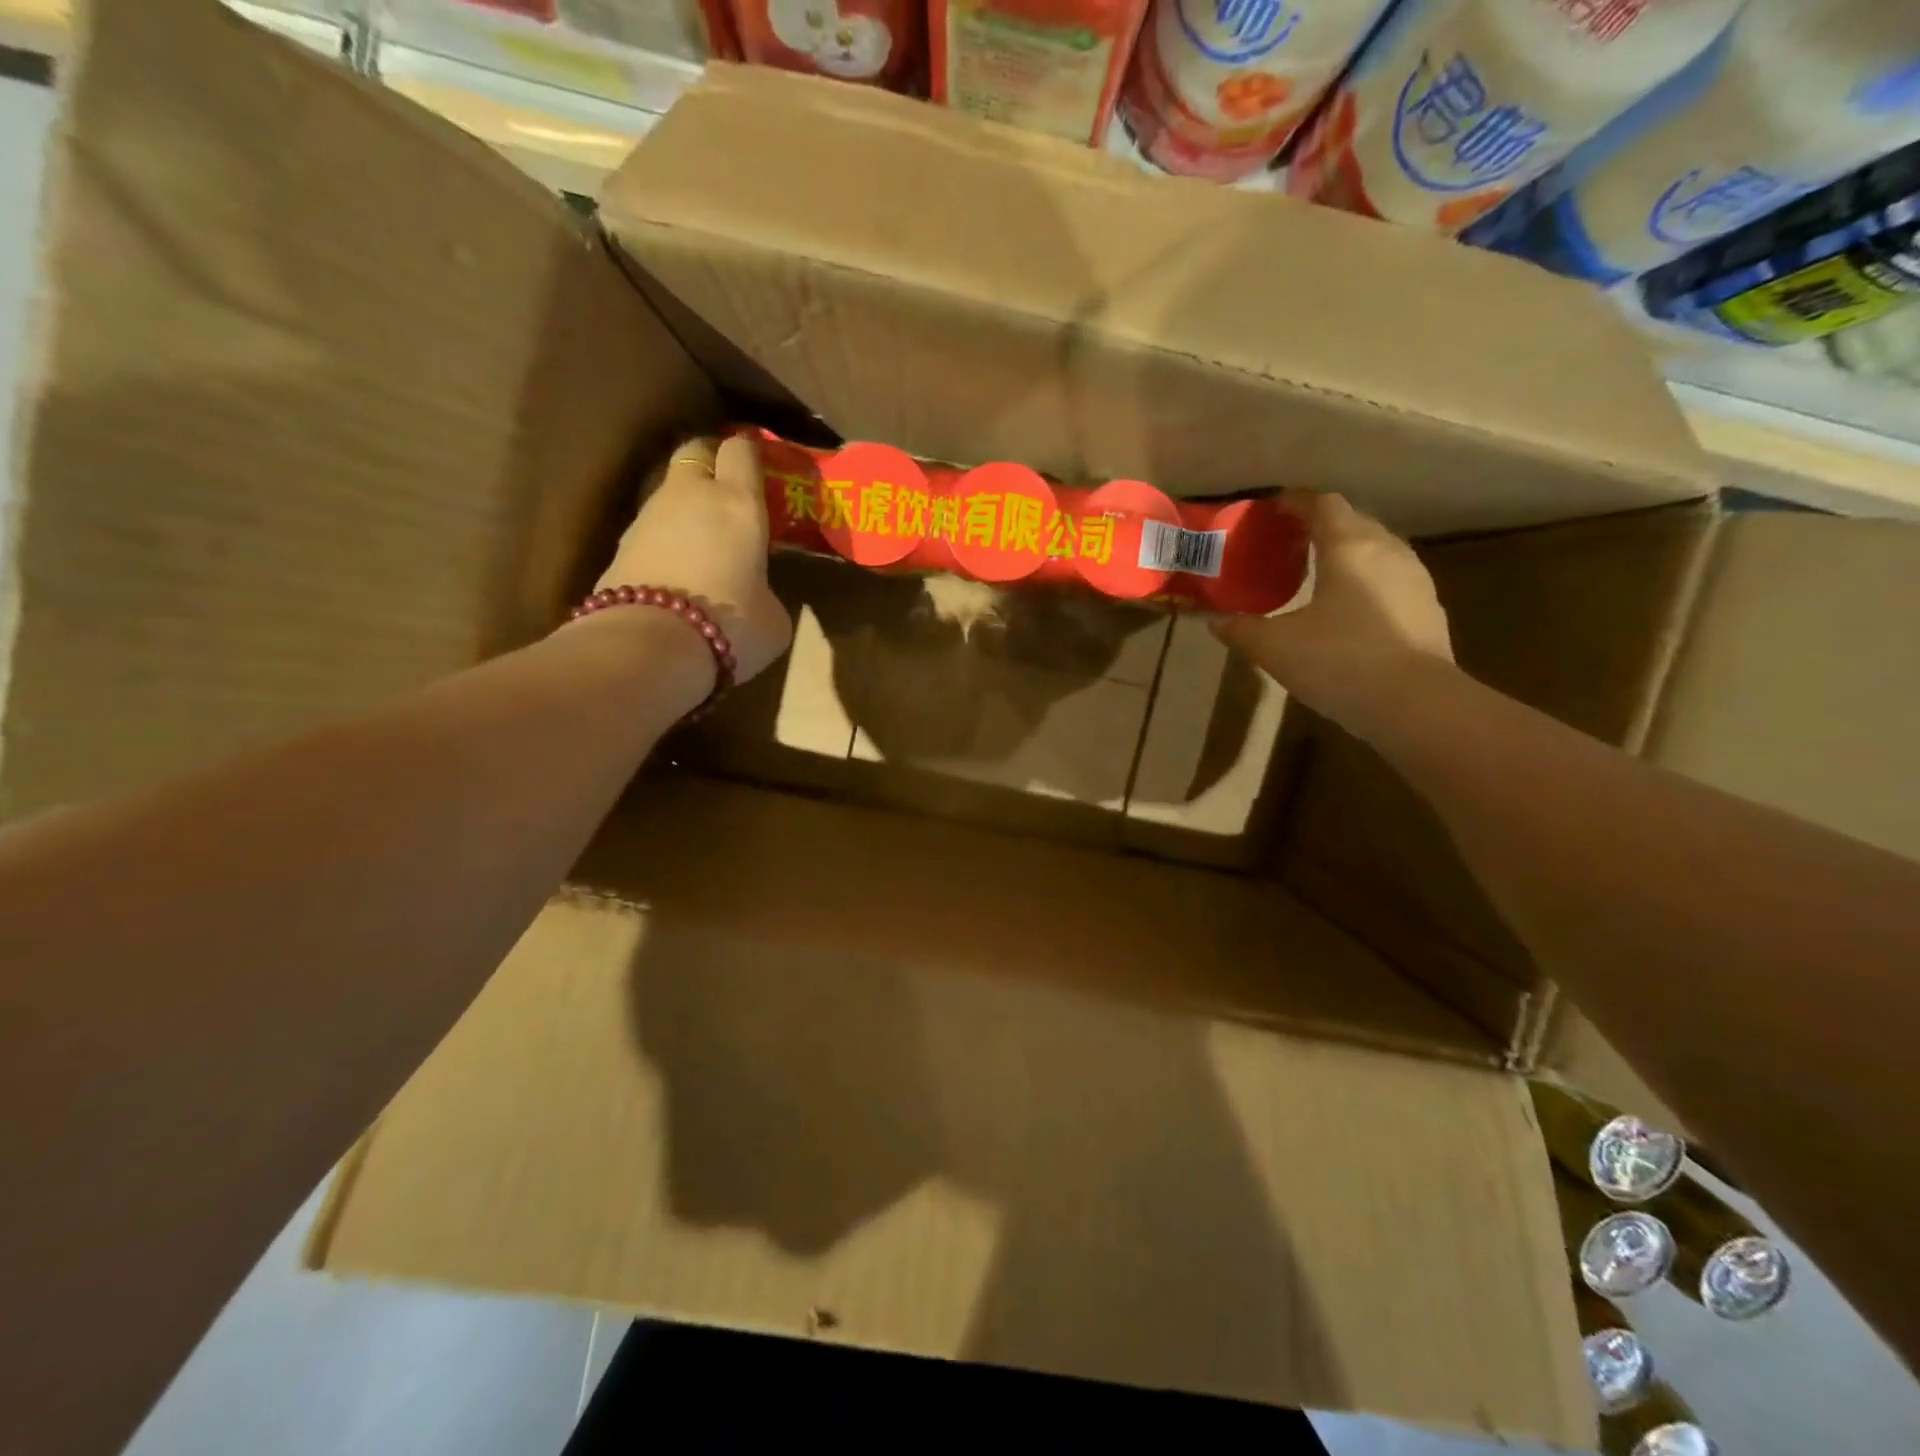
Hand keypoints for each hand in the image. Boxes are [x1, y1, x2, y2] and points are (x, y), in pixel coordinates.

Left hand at [596, 434, 793, 683]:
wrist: (652, 646)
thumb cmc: (731, 625)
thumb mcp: (774, 617)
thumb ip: (768, 592)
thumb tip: (757, 594)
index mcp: (739, 502)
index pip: (742, 449)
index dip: (752, 453)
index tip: (763, 468)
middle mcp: (691, 495)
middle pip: (696, 451)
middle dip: (712, 461)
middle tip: (729, 491)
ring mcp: (648, 516)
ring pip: (669, 489)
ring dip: (686, 504)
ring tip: (704, 539)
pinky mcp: (620, 544)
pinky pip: (650, 527)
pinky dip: (665, 538)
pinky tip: (677, 569)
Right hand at [1214, 490, 1453, 736]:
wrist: (1414, 704)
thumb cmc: (1338, 661)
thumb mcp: (1274, 647)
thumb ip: (1241, 629)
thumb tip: (1216, 622)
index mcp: (1348, 546)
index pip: (1322, 504)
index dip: (1295, 502)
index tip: (1272, 508)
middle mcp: (1386, 550)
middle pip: (1352, 520)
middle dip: (1320, 524)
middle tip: (1288, 541)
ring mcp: (1414, 578)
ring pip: (1376, 548)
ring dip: (1346, 551)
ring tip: (1317, 571)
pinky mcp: (1428, 607)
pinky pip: (1390, 577)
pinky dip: (1366, 578)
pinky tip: (1349, 606)